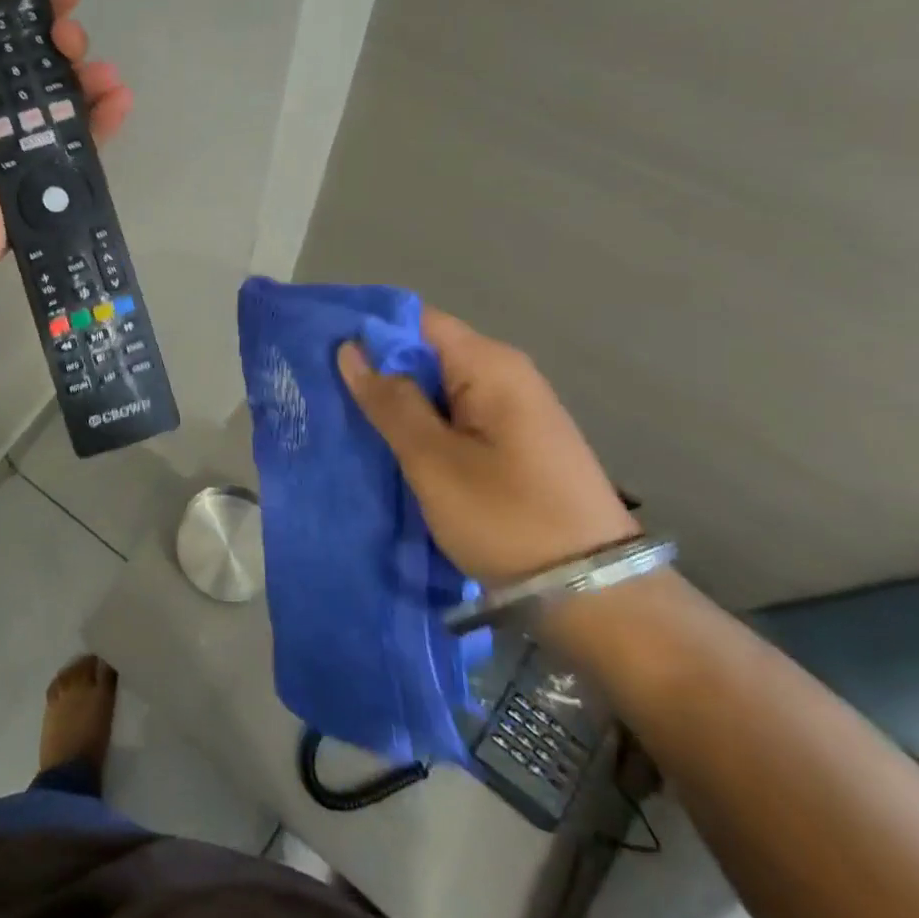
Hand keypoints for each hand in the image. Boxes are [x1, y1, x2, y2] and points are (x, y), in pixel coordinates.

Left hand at [0, 0, 134, 288]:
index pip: (0, 31)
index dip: (32, 8)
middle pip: (37, 63)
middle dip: (63, 43)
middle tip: (72, 39)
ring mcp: (17, 141)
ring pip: (63, 100)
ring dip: (89, 80)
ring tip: (107, 74)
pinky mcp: (40, 173)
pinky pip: (78, 141)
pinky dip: (100, 121)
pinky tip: (120, 101)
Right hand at [337, 310, 638, 585]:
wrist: (598, 597)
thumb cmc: (507, 518)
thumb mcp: (433, 460)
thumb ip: (390, 400)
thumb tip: (351, 349)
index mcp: (489, 365)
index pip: (415, 319)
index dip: (367, 328)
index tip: (320, 346)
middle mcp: (505, 373)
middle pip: (425, 350)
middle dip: (375, 366)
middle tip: (322, 387)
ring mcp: (513, 408)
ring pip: (436, 385)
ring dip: (395, 398)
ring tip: (344, 414)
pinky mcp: (514, 440)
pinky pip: (454, 413)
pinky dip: (420, 421)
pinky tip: (388, 442)